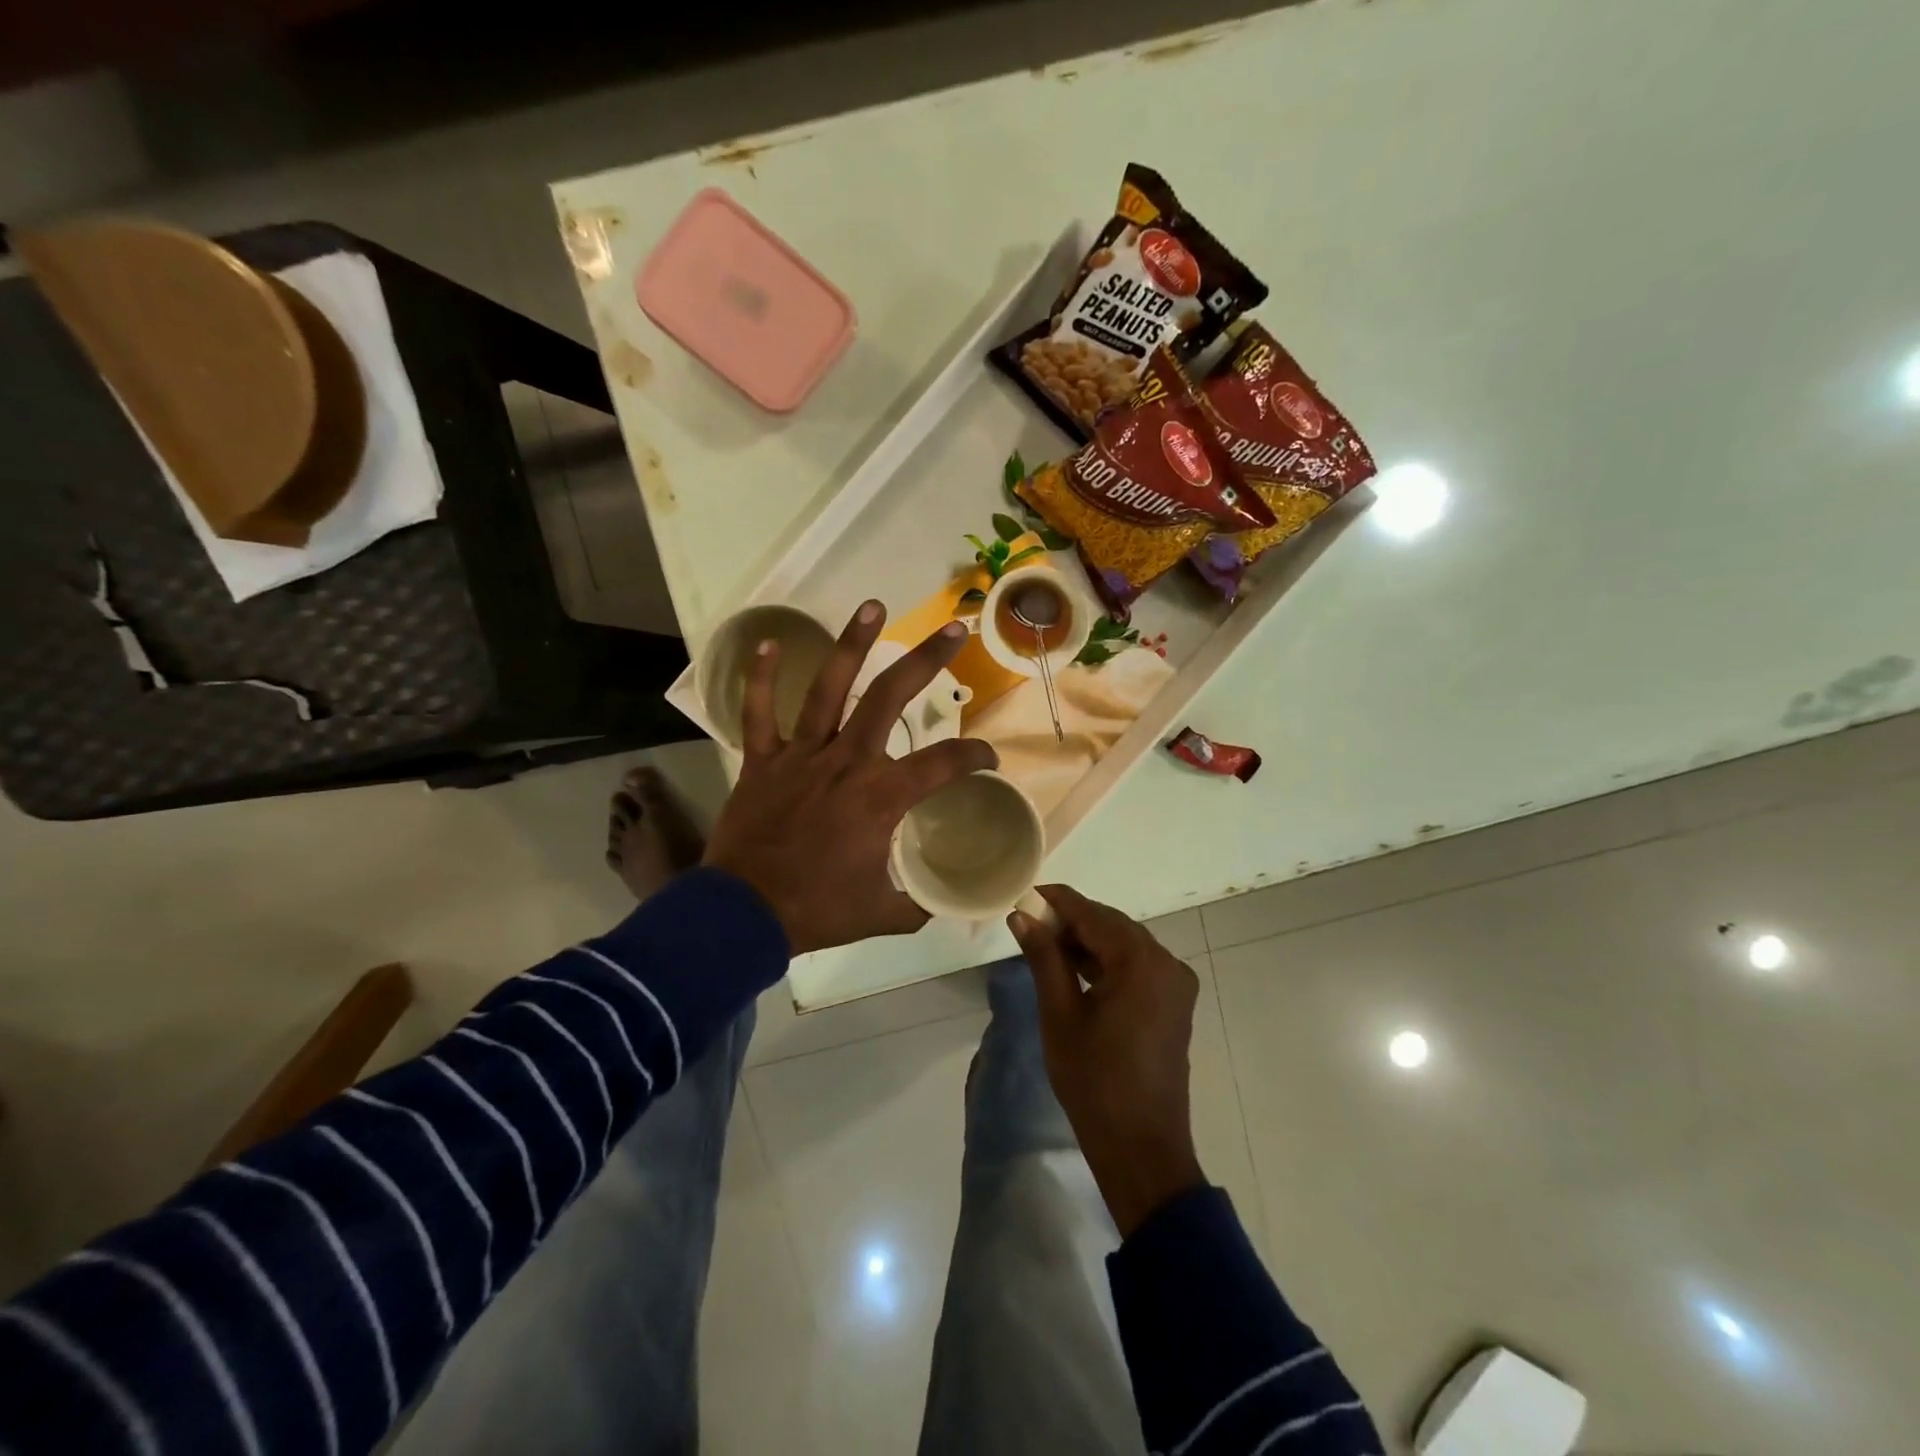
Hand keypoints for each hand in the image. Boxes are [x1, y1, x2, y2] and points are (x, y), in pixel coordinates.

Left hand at [704, 602, 997, 955]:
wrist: (743, 915)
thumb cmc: (816, 912)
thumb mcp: (882, 915)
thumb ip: (917, 904)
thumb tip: (941, 901)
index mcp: (881, 797)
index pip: (943, 762)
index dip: (974, 755)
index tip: (988, 757)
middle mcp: (846, 762)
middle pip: (890, 698)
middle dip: (926, 660)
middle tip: (953, 630)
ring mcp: (801, 755)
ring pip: (828, 688)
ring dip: (852, 645)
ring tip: (872, 606)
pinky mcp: (762, 760)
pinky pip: (758, 712)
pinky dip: (760, 678)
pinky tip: (767, 642)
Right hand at [1008, 884, 1204, 1237]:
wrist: (1141, 1146)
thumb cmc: (1093, 1080)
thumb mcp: (1060, 1014)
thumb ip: (1044, 957)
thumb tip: (1022, 916)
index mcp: (1140, 961)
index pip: (1092, 914)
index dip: (1058, 901)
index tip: (1026, 894)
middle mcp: (1166, 962)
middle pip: (1112, 925)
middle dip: (1073, 921)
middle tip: (1031, 924)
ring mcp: (1176, 982)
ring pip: (1125, 944)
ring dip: (1090, 941)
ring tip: (1047, 946)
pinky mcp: (1175, 1002)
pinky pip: (1138, 966)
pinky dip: (1109, 962)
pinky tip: (1078, 969)